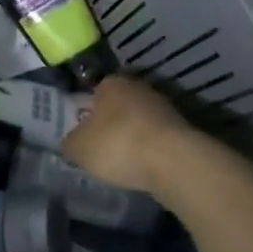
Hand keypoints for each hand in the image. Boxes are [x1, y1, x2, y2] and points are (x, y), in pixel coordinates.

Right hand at [60, 75, 197, 201]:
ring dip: (132, 138)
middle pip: (118, 106)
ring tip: (122, 163)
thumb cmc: (118, 145)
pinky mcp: (182, 130)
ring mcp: (164, 108)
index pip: (93, 92)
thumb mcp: (78, 148)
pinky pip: (157, 139)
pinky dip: (150, 151)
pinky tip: (143, 168)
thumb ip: (70, 143)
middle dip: (110, 124)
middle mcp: (139, 87)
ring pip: (139, 122)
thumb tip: (72, 143)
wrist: (174, 162)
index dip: (85, 113)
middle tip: (100, 148)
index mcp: (111, 83)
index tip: (83, 134)